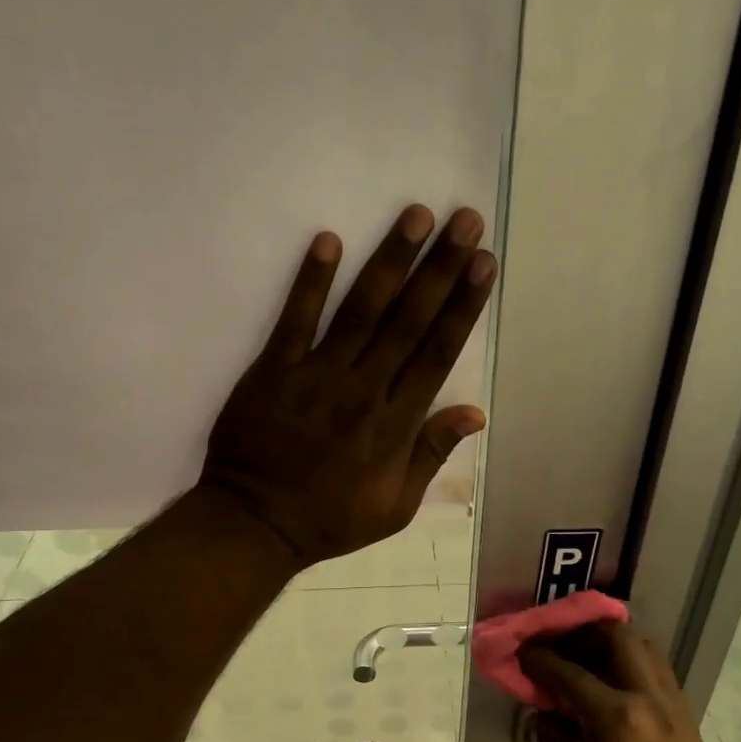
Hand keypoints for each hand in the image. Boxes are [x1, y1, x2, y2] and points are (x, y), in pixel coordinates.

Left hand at [201, 204, 494, 565]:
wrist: (256, 525)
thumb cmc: (330, 519)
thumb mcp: (395, 507)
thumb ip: (431, 455)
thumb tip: (474, 413)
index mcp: (395, 425)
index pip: (437, 353)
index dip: (463, 306)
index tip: (484, 264)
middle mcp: (363, 391)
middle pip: (408, 322)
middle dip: (440, 269)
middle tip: (464, 220)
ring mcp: (316, 377)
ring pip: (361, 311)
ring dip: (390, 262)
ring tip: (416, 216)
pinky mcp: (273, 371)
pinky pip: (294, 321)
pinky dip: (310, 282)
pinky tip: (328, 241)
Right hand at [519, 621, 712, 741]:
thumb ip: (551, 729)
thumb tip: (545, 705)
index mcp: (615, 715)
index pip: (568, 671)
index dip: (540, 658)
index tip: (523, 650)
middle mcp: (651, 700)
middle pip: (619, 638)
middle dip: (585, 632)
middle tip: (562, 642)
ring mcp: (676, 709)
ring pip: (647, 651)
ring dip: (614, 646)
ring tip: (589, 658)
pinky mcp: (688, 722)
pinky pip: (660, 677)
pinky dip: (634, 670)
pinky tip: (614, 688)